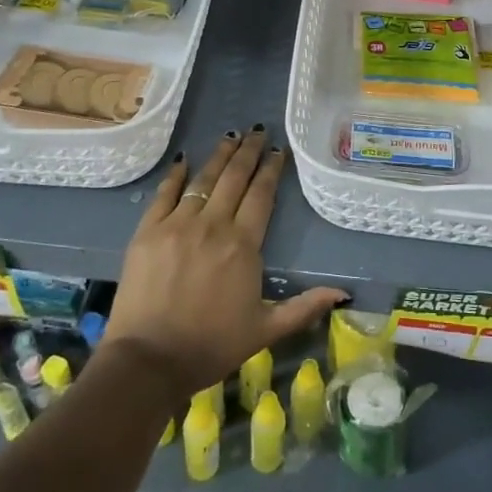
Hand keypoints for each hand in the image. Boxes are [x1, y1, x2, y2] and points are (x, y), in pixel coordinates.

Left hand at [103, 128, 348, 399]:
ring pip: (203, 179)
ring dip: (219, 156)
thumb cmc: (211, 346)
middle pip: (234, 178)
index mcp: (243, 245)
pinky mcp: (147, 232)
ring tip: (230, 136)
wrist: (148, 361)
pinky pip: (164, 194)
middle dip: (248, 152)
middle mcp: (212, 225)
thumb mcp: (265, 330)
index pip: (262, 195)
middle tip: (258, 131)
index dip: (272, 169)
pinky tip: (184, 160)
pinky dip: (175, 175)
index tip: (279, 150)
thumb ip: (304, 307)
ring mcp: (177, 225)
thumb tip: (343, 294)